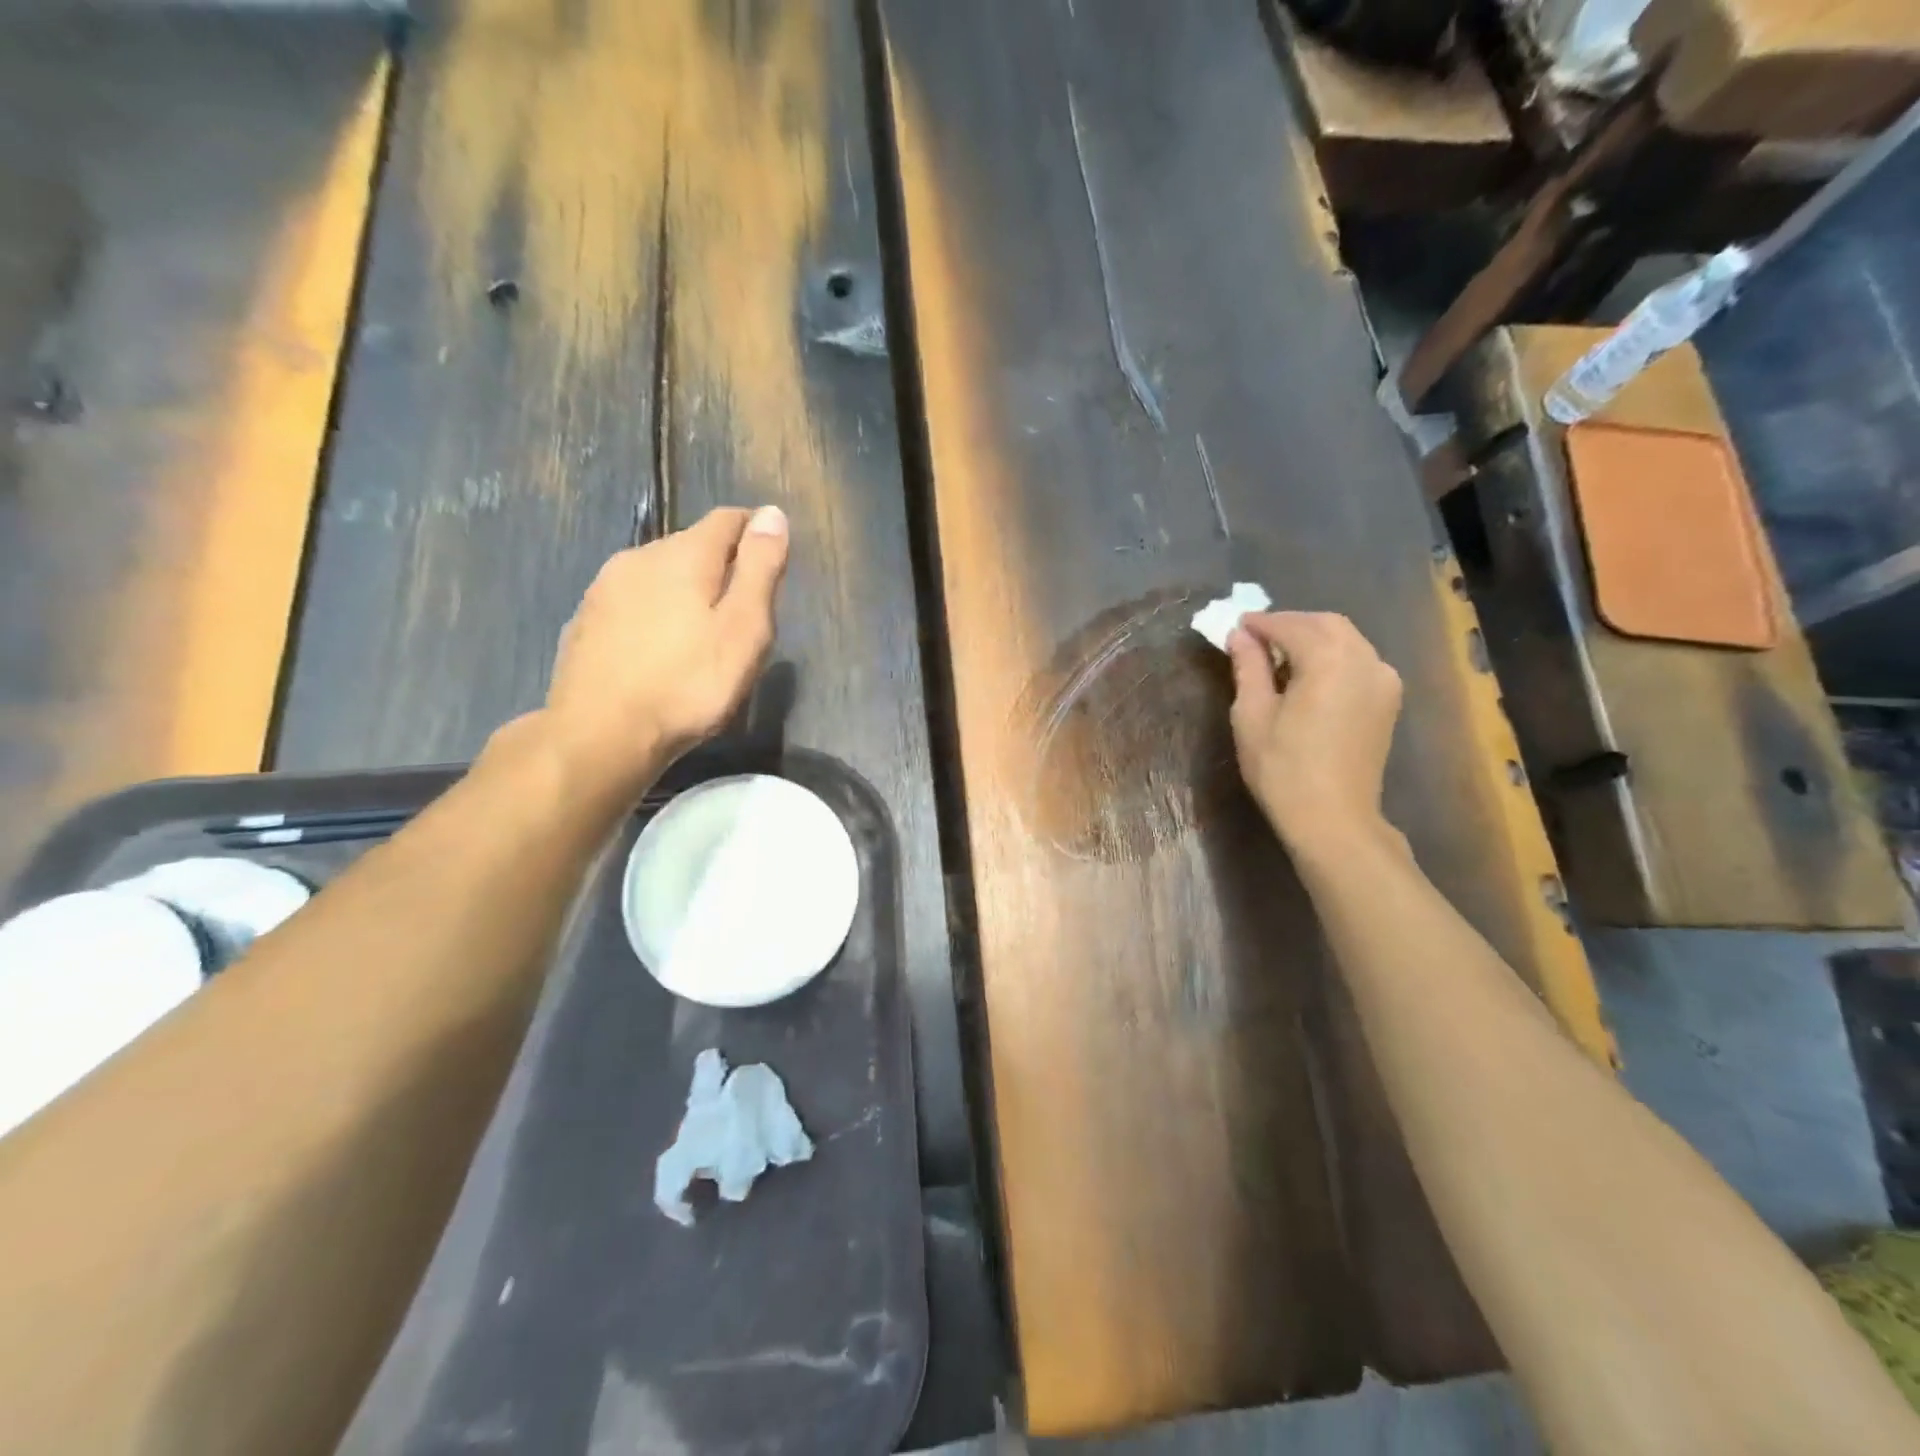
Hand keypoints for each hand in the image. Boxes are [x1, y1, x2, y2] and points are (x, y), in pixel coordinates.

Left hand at [539, 505, 789, 803]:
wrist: (600, 734)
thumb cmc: (688, 684)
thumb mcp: (743, 629)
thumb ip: (759, 569)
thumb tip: (771, 513)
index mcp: (684, 555)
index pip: (726, 519)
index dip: (754, 530)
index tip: (772, 557)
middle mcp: (639, 557)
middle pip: (691, 545)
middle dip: (721, 564)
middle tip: (743, 607)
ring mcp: (604, 588)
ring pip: (658, 573)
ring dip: (684, 589)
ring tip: (702, 630)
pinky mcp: (585, 620)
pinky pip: (632, 601)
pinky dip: (654, 611)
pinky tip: (660, 647)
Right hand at [1226, 611, 1402, 858]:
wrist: (1334, 819)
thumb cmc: (1283, 769)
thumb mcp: (1252, 715)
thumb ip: (1248, 668)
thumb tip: (1240, 636)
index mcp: (1329, 659)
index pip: (1290, 626)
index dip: (1260, 623)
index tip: (1235, 626)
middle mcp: (1364, 659)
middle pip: (1325, 624)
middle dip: (1289, 624)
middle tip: (1255, 637)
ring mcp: (1383, 679)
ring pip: (1346, 639)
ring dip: (1312, 637)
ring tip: (1278, 654)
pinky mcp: (1388, 699)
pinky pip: (1359, 660)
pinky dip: (1332, 655)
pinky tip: (1308, 674)